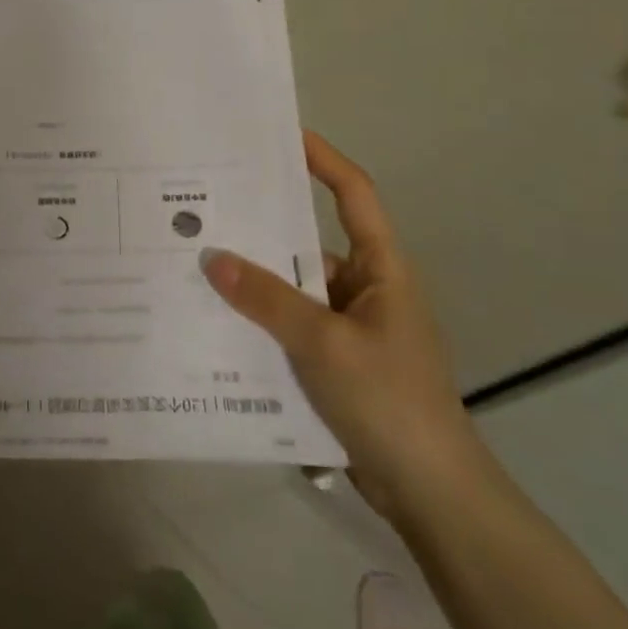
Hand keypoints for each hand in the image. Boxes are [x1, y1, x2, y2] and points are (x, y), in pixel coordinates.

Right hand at [202, 132, 481, 522]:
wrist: (430, 493)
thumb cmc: (388, 399)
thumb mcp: (323, 343)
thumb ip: (267, 299)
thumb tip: (212, 258)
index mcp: (381, 269)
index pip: (354, 195)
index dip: (323, 160)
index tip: (283, 135)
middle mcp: (365, 288)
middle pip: (309, 242)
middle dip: (263, 227)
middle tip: (209, 207)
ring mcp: (350, 327)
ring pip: (294, 289)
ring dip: (255, 283)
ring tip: (196, 264)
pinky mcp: (335, 361)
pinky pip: (290, 326)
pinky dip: (260, 322)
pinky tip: (216, 324)